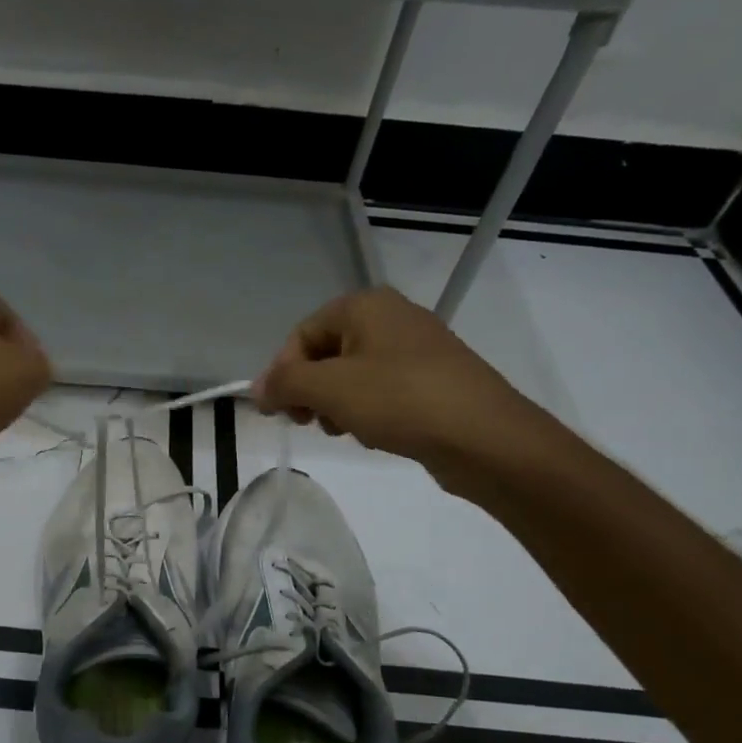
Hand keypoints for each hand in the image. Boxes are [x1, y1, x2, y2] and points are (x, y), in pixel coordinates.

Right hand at [253, 287, 551, 490]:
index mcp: (364, 306)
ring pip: (352, 376)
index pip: (301, 335)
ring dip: (337, 406)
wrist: (484, 436)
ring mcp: (416, 348)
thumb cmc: (399, 400)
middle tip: (310, 423)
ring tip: (346, 431)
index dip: (282, 374)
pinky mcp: (433, 379)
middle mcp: (390, 317)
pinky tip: (374, 435)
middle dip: (311, 391)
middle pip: (326, 354)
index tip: (279, 413)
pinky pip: (382, 390)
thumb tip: (256, 389)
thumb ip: (284, 384)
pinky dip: (368, 411)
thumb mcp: (329, 389)